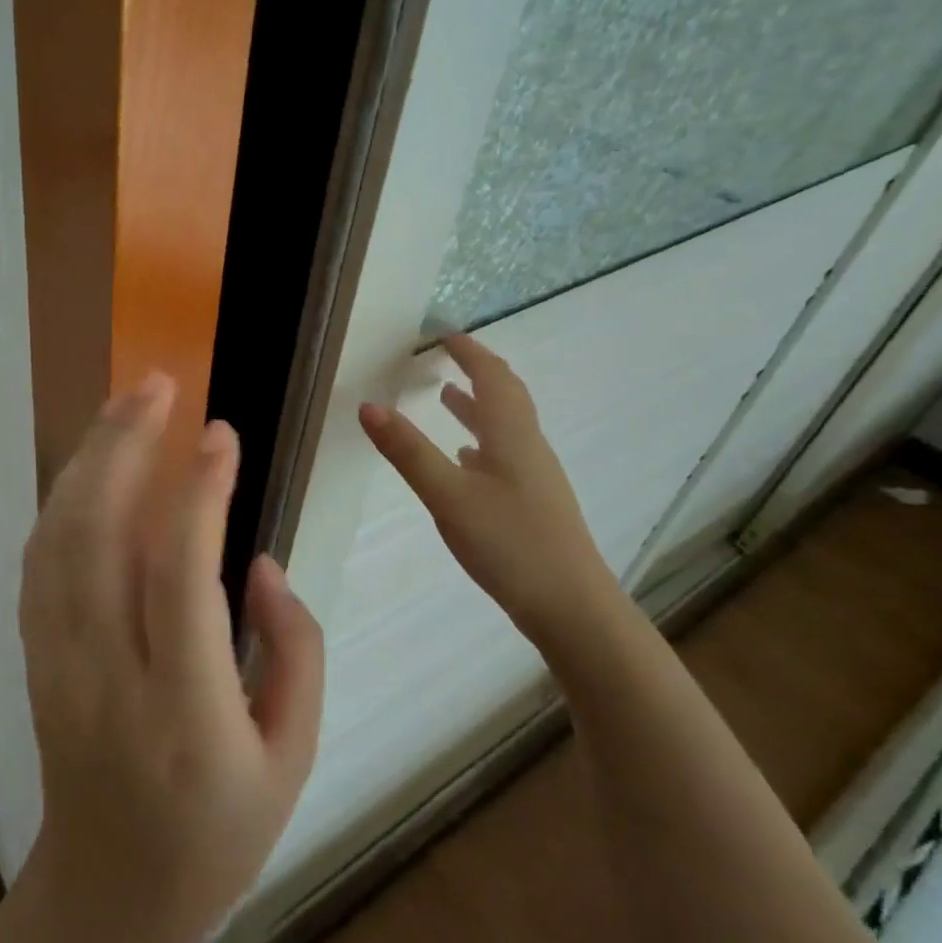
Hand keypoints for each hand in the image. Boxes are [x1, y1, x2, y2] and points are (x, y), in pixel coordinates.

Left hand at [16, 372, 325, 942]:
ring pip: (57, 539)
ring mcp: (57, 665)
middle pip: (96, 539)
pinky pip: (39, 561)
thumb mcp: (294, 756)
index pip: (181, 579)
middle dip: (122, 446)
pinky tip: (91, 464)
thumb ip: (296, 649)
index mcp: (186, 713)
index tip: (219, 434)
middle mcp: (108, 679)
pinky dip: (62, 498)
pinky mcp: (35, 658)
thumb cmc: (218, 834)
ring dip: (88, 459)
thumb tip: (259, 561)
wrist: (107, 895)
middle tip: (157, 385)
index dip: (199, 495)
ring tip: (126, 405)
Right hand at [357, 335, 614, 637]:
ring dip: (478, 405)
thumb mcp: (447, 495)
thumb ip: (408, 451)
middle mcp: (527, 447)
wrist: (572, 608)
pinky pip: (505, 455)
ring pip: (505, 427)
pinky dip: (481, 442)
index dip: (469, 352)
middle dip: (478, 371)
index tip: (444, 334)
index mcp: (511, 435)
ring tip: (447, 398)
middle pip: (506, 396)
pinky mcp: (534, 504)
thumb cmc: (509, 543)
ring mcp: (535, 477)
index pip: (491, 377)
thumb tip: (368, 406)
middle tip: (448, 357)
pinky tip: (466, 460)